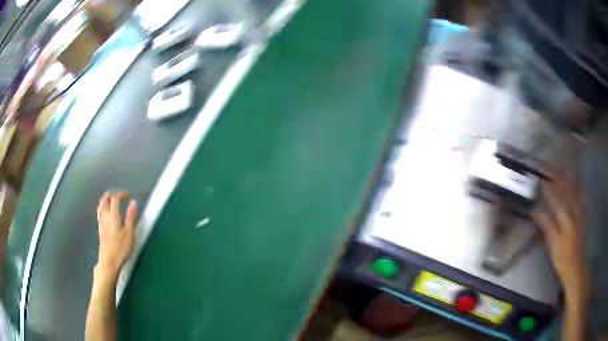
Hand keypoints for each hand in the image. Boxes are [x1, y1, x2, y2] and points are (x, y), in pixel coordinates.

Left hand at [96, 191, 137, 277]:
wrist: (109, 262)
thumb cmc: (120, 249)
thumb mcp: (130, 233)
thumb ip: (131, 217)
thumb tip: (133, 203)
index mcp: (113, 215)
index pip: (115, 198)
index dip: (121, 194)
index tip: (128, 196)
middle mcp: (105, 216)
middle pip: (105, 199)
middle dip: (112, 194)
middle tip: (119, 195)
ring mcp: (101, 223)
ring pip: (101, 206)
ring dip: (106, 200)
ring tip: (112, 201)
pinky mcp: (100, 230)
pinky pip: (100, 213)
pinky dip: (103, 208)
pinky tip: (107, 214)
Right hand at [533, 172, 587, 300]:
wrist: (577, 268)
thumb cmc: (563, 259)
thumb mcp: (553, 245)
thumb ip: (547, 226)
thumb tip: (536, 212)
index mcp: (565, 218)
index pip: (556, 198)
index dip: (549, 188)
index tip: (541, 178)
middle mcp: (574, 211)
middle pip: (567, 190)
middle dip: (560, 178)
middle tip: (553, 167)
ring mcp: (581, 213)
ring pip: (576, 191)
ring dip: (571, 179)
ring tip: (567, 168)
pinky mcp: (585, 217)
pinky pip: (584, 198)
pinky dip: (582, 189)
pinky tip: (581, 183)